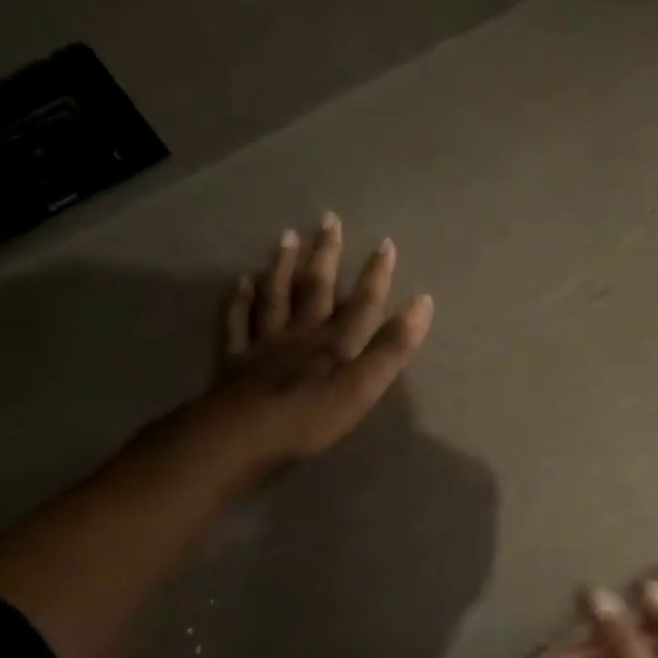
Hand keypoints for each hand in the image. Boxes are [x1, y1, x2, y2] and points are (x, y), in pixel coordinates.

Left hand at [188, 213, 433, 486]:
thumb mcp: (363, 387)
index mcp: (333, 343)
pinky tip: (240, 281)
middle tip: (328, 219)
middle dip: (325, 254)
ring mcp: (264, 345)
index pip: (361, 302)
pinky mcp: (234, 361)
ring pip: (275, 297)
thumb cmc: (309, 418)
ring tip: (287, 237)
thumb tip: (423, 302)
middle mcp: (300, 334)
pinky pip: (237, 322)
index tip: (385, 243)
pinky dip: (239, 299)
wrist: (239, 439)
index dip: (376, 275)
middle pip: (315, 288)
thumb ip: (392, 347)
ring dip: (282, 266)